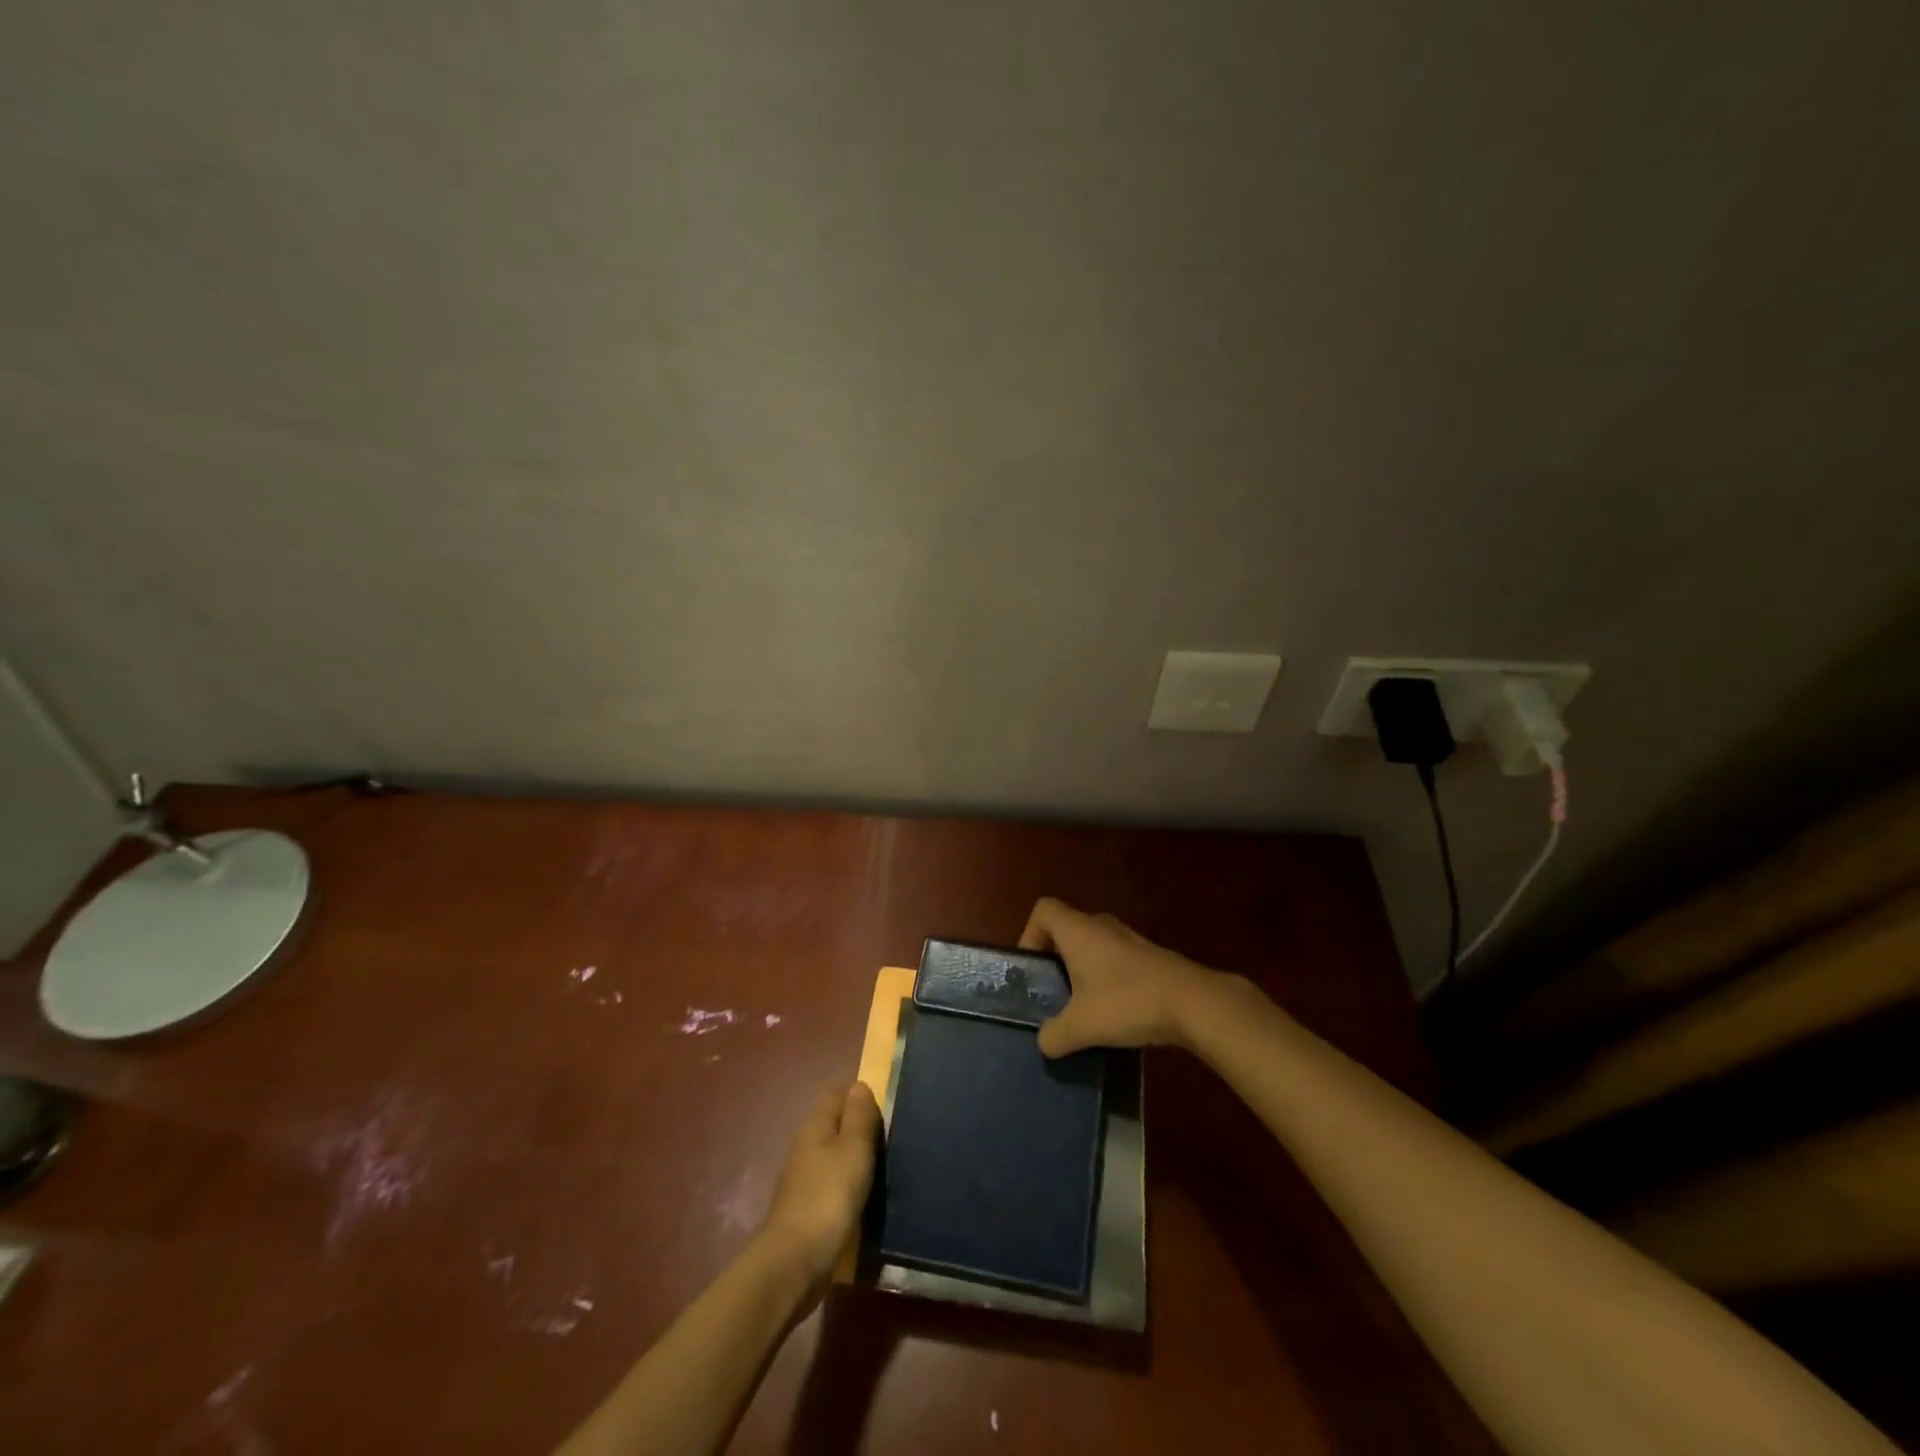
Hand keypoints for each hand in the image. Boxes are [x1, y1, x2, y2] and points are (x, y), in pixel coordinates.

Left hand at [758, 1082, 880, 1288]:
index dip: (861, 1097)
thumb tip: (859, 1084)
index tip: (887, 1109)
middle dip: (860, 1128)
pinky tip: (864, 1196)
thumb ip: (859, 1116)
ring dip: (855, 1158)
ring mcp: (803, 1178)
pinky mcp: (807, 1208)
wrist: (795, 1262)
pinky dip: (848, 1184)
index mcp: (815, 1126)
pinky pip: (832, 1183)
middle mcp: (806, 1146)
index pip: (838, 1095)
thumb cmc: (829, 1196)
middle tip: (892, 1138)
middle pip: (836, 1125)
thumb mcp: (853, 1149)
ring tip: (884, 1166)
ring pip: (834, 1155)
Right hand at [1018, 897, 1223, 1057]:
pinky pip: (1115, 958)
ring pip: (1092, 945)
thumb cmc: (1127, 1001)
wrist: (1192, 1003)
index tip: (1033, 969)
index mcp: (1078, 930)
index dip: (1029, 934)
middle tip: (1052, 992)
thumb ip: (1055, 1035)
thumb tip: (1044, 1042)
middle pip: (1066, 928)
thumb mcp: (1082, 1026)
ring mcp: (1128, 938)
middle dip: (1055, 958)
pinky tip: (1113, 1012)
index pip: (1043, 910)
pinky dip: (1106, 978)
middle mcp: (1101, 925)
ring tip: (1081, 1007)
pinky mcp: (1149, 956)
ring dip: (1082, 970)